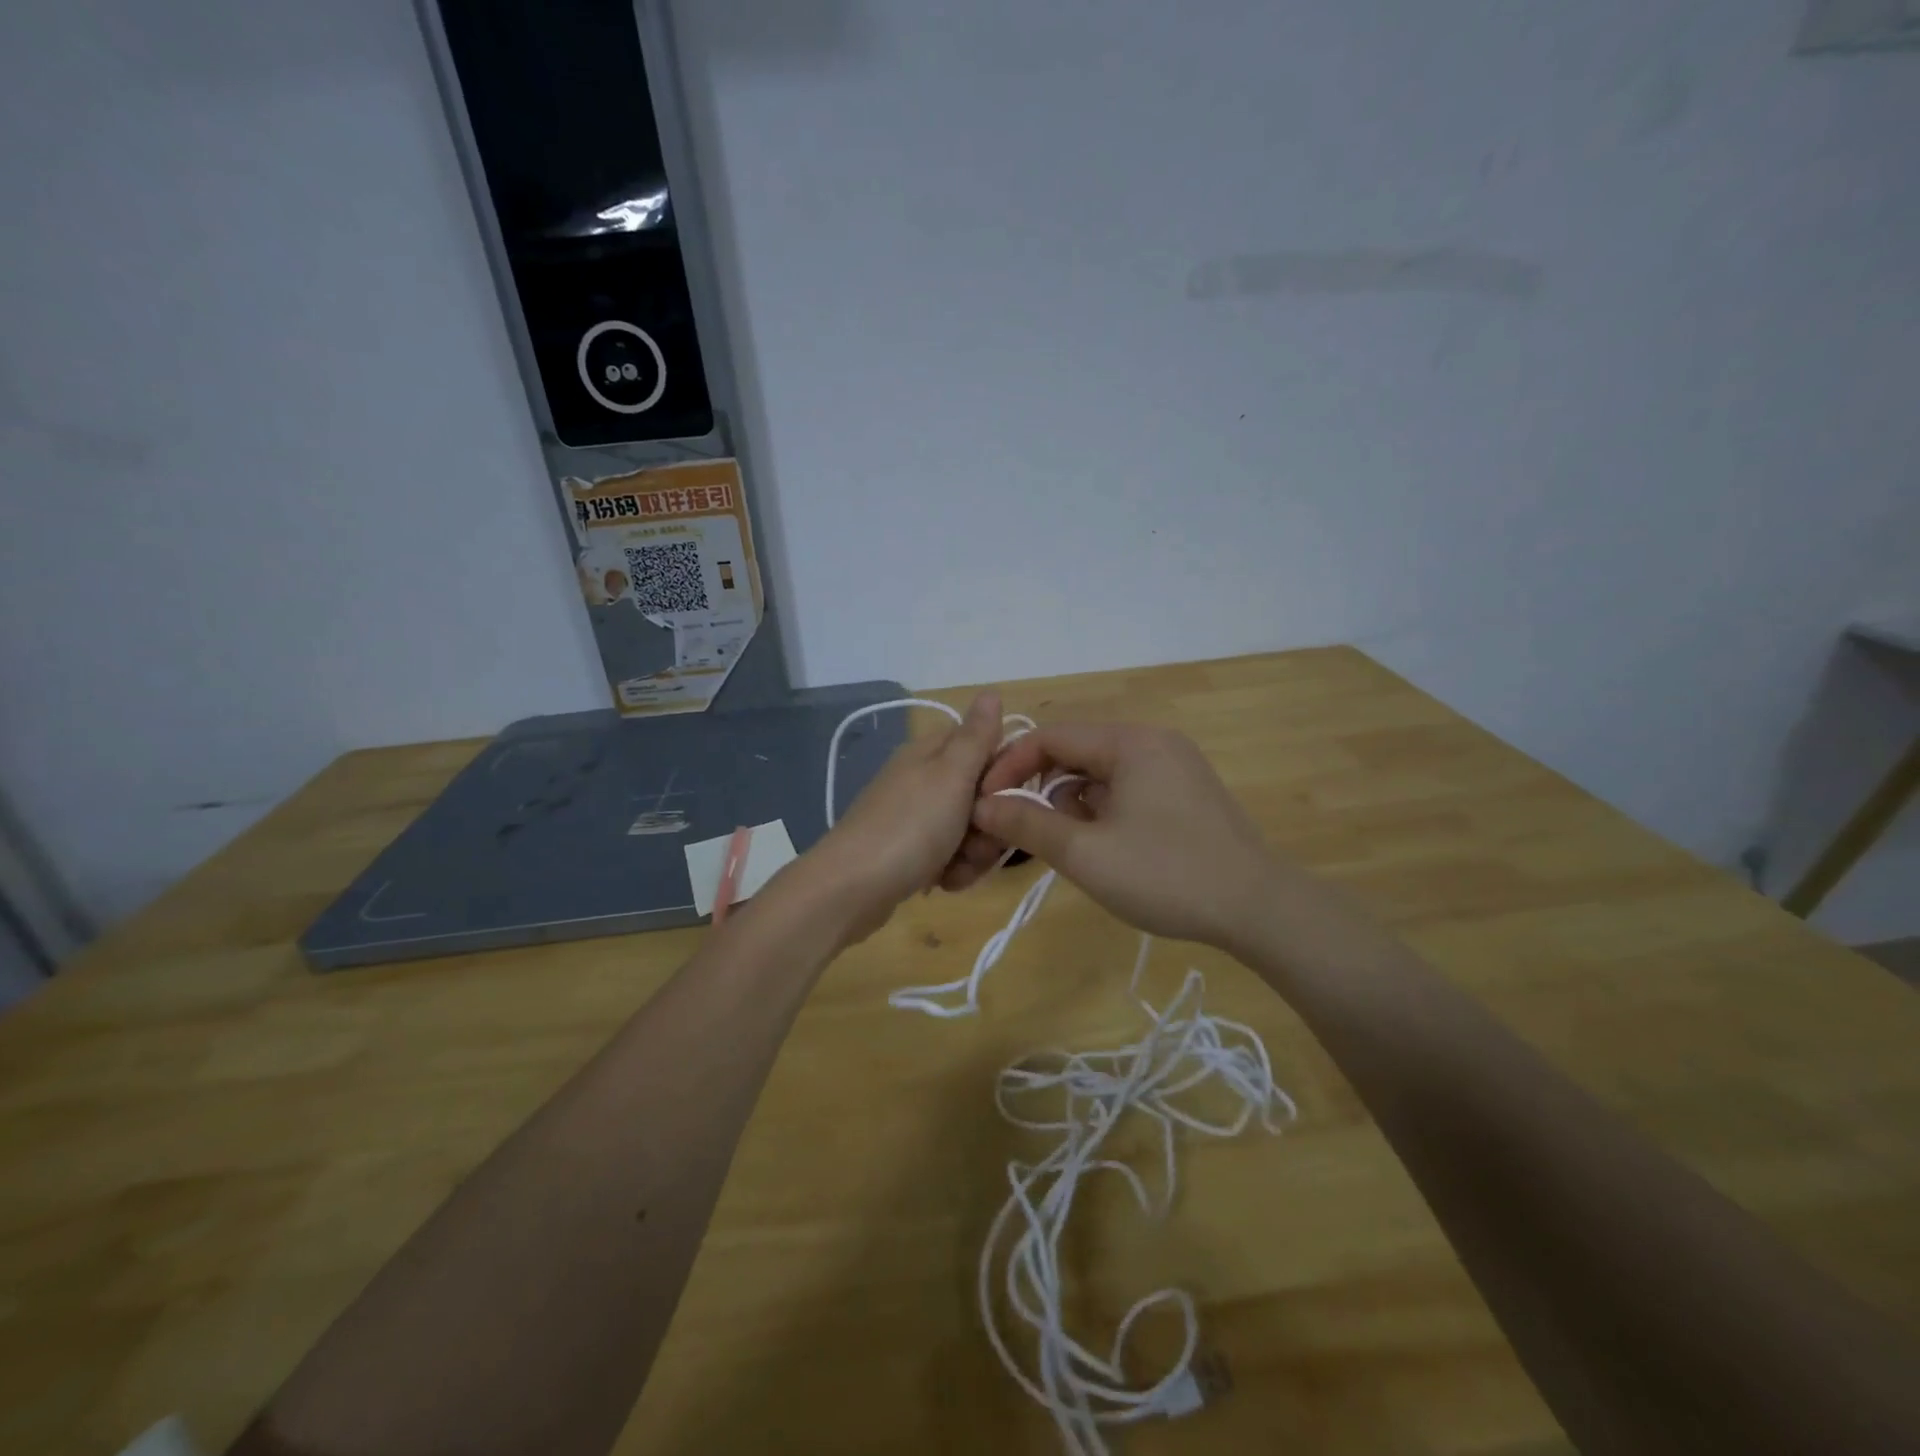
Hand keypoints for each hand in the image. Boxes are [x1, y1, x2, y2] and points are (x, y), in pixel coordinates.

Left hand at [802, 693, 1005, 943]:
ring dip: (973, 853)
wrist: (851, 889)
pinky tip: (943, 883)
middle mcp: (921, 779)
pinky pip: (948, 855)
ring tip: (956, 869)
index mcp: (931, 753)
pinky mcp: (908, 852)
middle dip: (990, 823)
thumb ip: (976, 736)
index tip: (1008, 797)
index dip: (1004, 772)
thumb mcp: (951, 775)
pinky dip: (952, 870)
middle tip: (979, 839)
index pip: (985, 747)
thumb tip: (991, 691)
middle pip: (980, 794)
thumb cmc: (910, 827)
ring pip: (968, 830)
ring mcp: (913, 817)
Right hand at [968, 721, 1282, 949]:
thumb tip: (982, 806)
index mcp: (1129, 742)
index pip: (1051, 737)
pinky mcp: (1187, 792)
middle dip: (1041, 788)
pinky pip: (1128, 788)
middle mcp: (1153, 741)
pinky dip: (1103, 810)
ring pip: (1102, 773)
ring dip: (1072, 803)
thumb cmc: (1165, 874)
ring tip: (1068, 846)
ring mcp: (1175, 766)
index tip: (984, 804)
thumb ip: (1027, 824)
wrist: (1259, 908)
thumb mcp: (1085, 853)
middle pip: (1076, 752)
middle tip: (1020, 829)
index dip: (1010, 768)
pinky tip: (1104, 847)